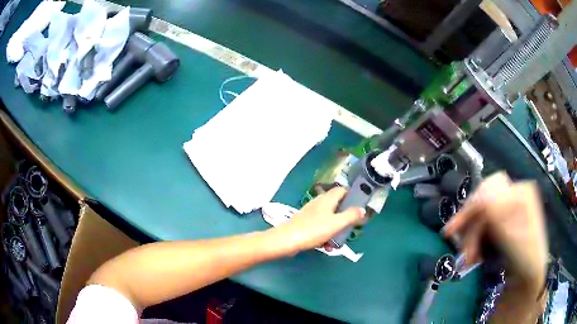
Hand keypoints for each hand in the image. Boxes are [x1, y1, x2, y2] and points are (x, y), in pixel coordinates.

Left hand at [270, 187, 365, 254]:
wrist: (287, 240)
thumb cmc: (313, 230)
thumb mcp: (337, 223)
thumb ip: (351, 216)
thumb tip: (363, 210)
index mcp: (327, 199)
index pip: (343, 190)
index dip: (352, 196)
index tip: (360, 207)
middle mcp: (319, 203)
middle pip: (337, 206)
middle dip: (345, 218)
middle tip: (351, 228)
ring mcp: (311, 213)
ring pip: (329, 219)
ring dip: (335, 230)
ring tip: (338, 243)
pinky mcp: (305, 224)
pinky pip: (320, 228)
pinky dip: (325, 236)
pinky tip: (326, 247)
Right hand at [443, 172, 547, 292]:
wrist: (528, 276)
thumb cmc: (526, 260)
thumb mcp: (516, 239)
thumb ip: (500, 216)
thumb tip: (481, 198)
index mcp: (522, 192)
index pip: (490, 189)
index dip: (470, 207)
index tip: (453, 230)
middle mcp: (515, 194)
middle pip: (484, 200)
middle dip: (470, 225)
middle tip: (457, 246)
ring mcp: (509, 207)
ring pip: (480, 214)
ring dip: (471, 236)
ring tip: (469, 258)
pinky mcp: (503, 220)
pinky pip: (483, 223)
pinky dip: (475, 238)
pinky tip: (474, 253)